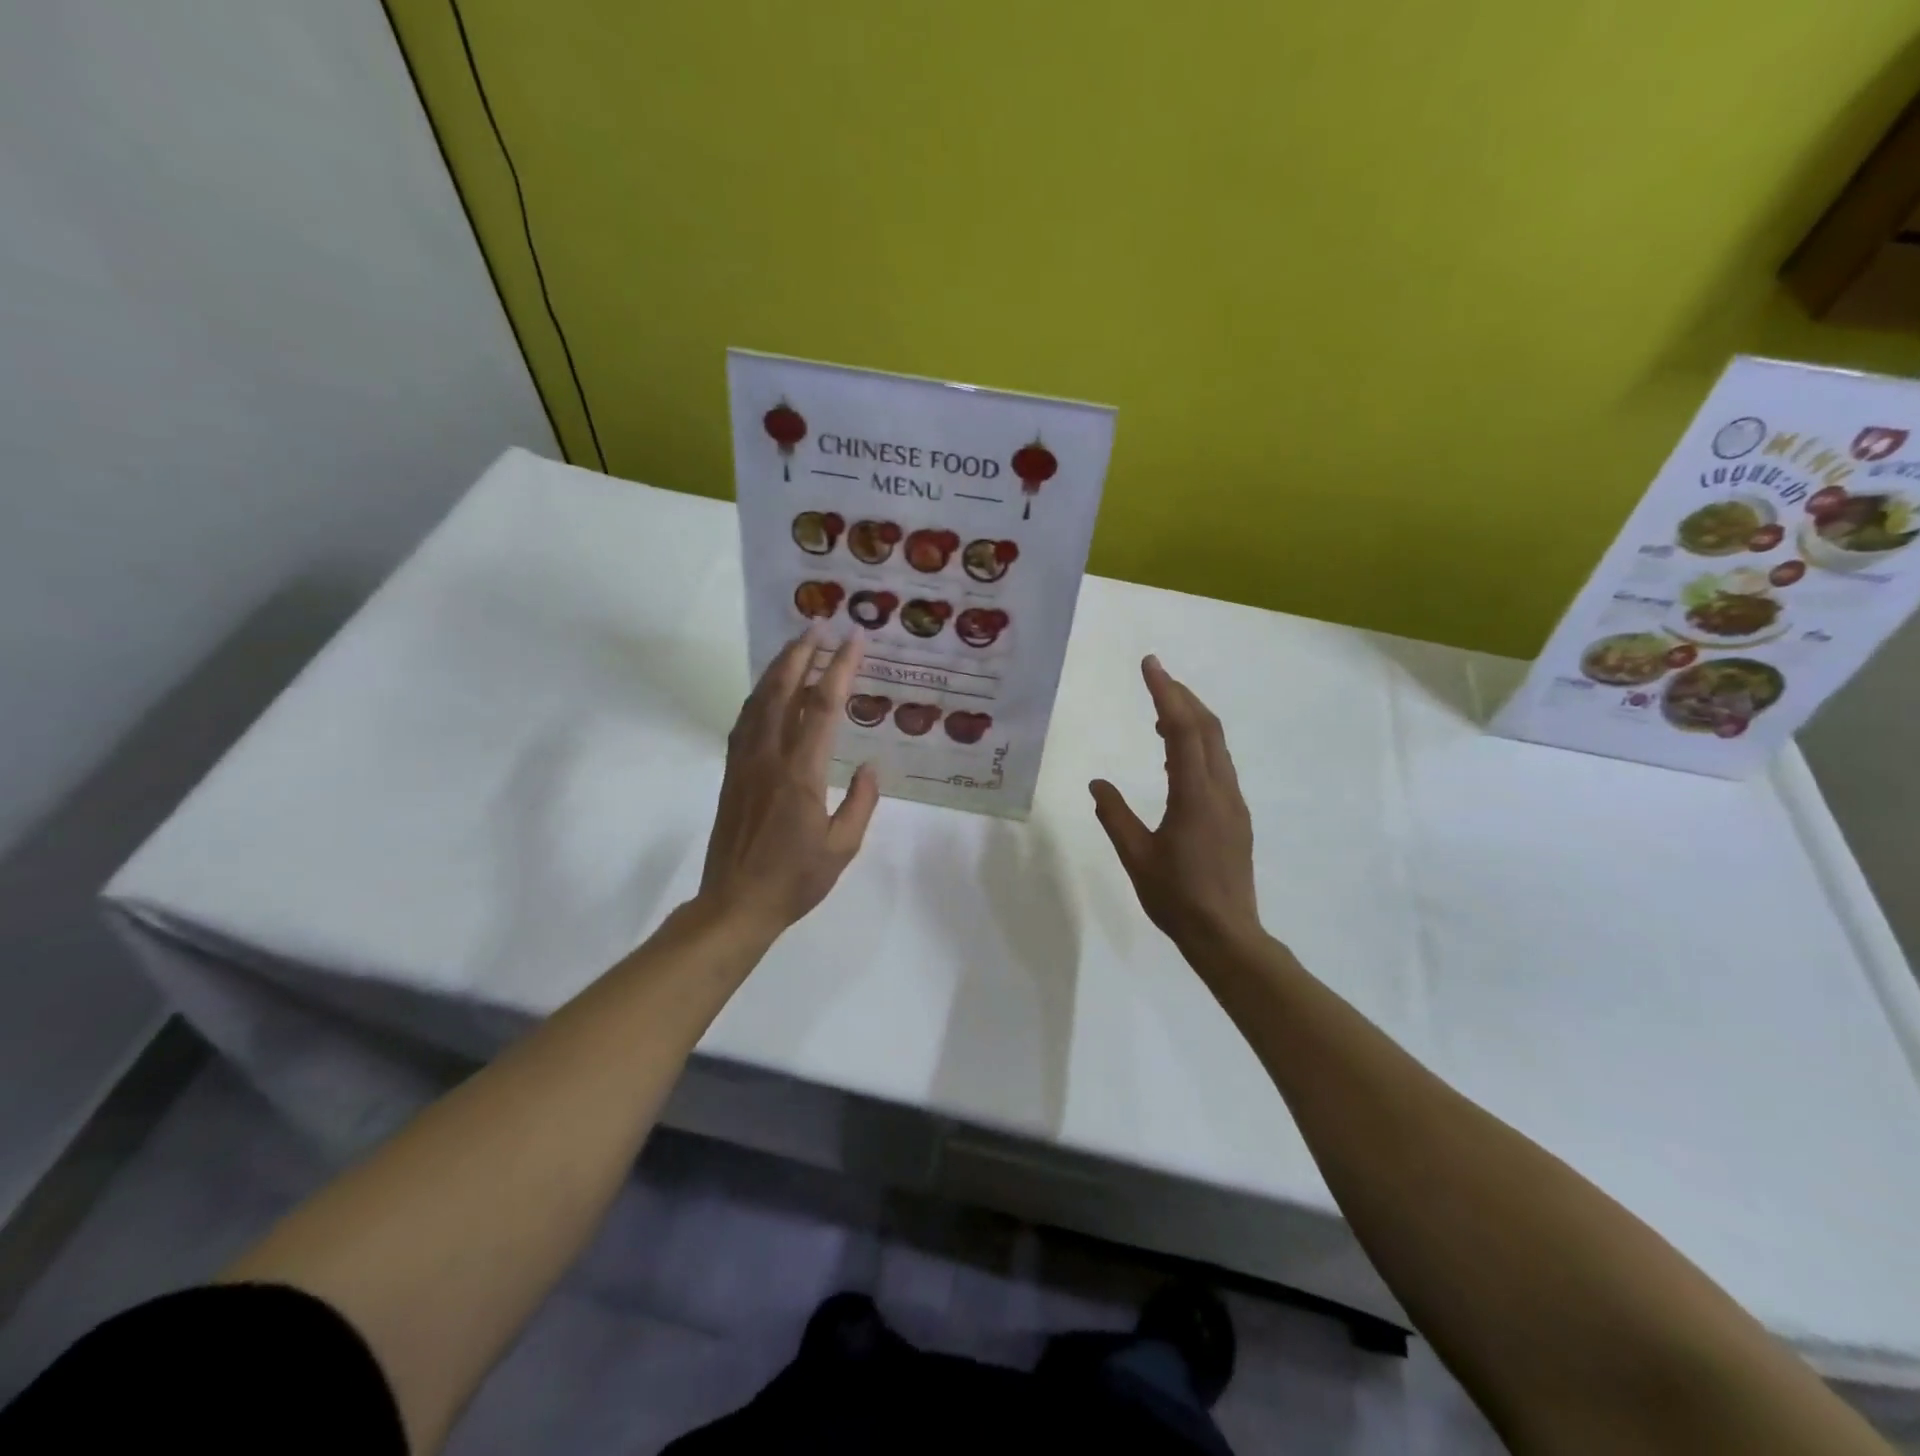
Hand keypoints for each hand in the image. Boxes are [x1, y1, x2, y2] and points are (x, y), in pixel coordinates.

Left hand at [698, 627, 878, 939]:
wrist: (735, 904)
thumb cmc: (795, 880)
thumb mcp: (842, 847)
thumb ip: (860, 803)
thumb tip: (869, 766)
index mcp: (801, 774)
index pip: (822, 708)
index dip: (839, 669)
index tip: (853, 641)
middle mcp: (769, 757)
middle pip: (782, 691)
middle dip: (801, 654)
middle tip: (817, 625)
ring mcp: (744, 763)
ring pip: (758, 701)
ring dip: (777, 668)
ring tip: (795, 646)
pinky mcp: (731, 773)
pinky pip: (744, 721)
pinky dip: (759, 695)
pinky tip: (768, 690)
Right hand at [1091, 656, 1259, 951]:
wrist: (1226, 933)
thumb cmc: (1176, 897)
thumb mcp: (1136, 856)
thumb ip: (1115, 816)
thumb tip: (1097, 783)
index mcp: (1194, 795)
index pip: (1181, 729)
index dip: (1165, 693)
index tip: (1150, 665)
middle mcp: (1220, 789)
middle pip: (1207, 727)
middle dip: (1182, 695)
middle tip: (1156, 675)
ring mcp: (1233, 802)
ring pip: (1217, 744)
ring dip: (1192, 718)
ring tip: (1161, 710)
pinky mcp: (1236, 816)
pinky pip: (1218, 764)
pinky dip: (1198, 744)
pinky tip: (1176, 755)